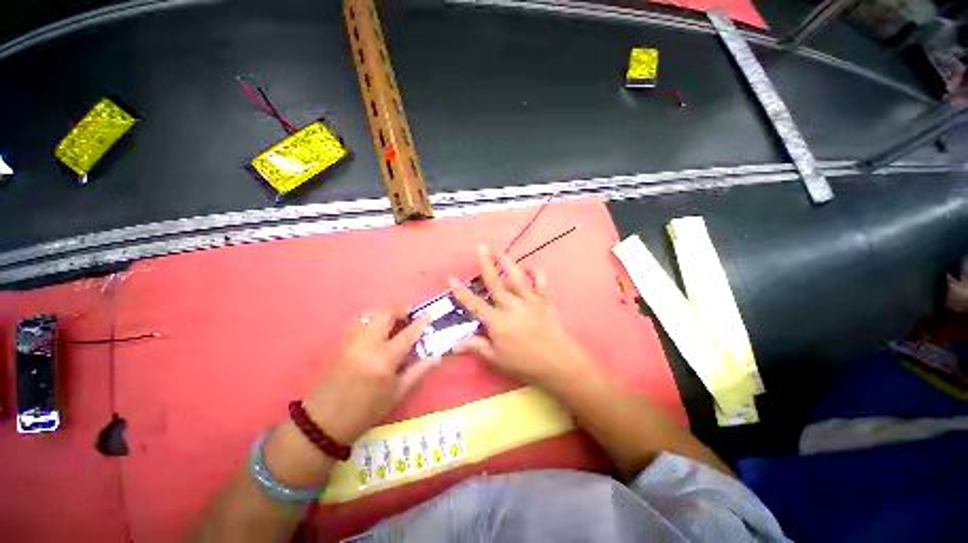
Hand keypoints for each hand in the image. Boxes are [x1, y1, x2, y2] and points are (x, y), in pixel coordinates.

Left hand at [301, 310, 435, 444]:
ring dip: (386, 312)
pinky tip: (377, 329)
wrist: (323, 422)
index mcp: (384, 360)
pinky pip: (360, 322)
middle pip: (385, 314)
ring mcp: (351, 341)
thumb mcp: (396, 394)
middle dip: (400, 309)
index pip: (407, 333)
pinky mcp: (340, 343)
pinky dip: (372, 319)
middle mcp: (367, 344)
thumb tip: (436, 356)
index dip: (421, 321)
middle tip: (410, 314)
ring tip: (395, 320)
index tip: (430, 312)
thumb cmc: (365, 411)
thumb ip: (418, 371)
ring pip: (370, 314)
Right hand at [450, 245, 598, 391]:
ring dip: (507, 262)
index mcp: (496, 320)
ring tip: (500, 251)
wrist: (557, 363)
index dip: (461, 292)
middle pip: (495, 282)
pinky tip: (531, 268)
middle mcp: (511, 305)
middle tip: (481, 247)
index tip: (451, 278)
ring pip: (515, 277)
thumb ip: (476, 347)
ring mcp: (529, 301)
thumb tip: (453, 345)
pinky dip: (536, 273)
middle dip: (486, 264)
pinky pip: (541, 283)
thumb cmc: (524, 363)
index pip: (474, 303)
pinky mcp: (544, 301)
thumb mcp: (496, 359)